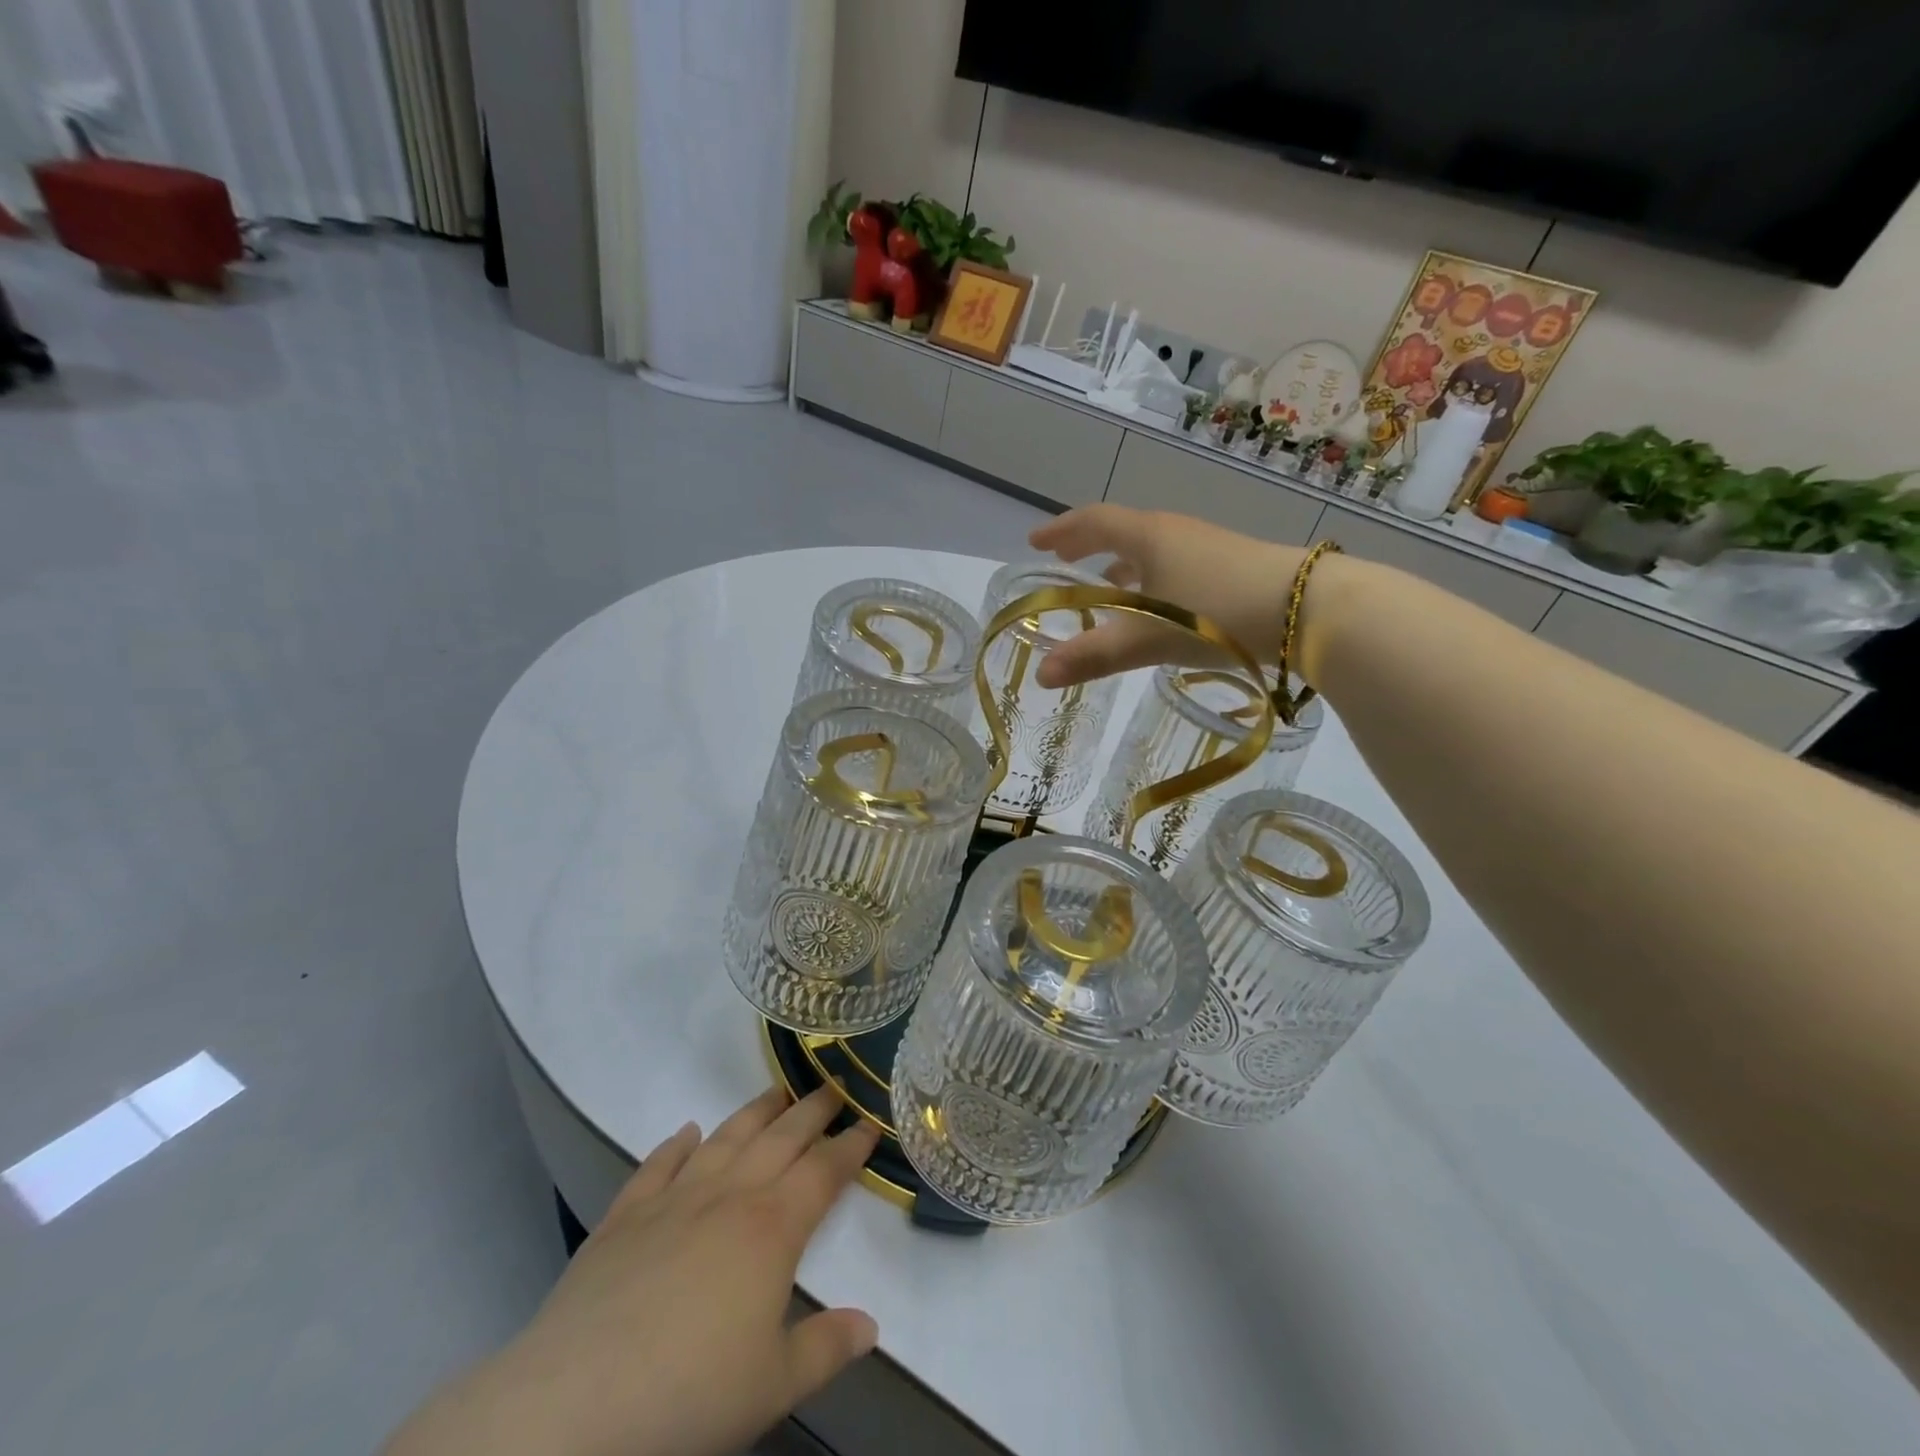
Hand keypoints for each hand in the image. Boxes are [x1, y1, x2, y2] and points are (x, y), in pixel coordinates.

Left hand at [385, 1087, 882, 1455]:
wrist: (573, 1408)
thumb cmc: (688, 1397)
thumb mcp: (773, 1386)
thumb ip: (826, 1349)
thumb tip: (871, 1325)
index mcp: (772, 1228)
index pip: (824, 1171)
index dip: (851, 1145)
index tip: (870, 1122)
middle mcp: (729, 1196)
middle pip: (781, 1138)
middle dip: (812, 1110)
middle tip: (834, 1085)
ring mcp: (673, 1200)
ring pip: (725, 1138)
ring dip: (754, 1111)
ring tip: (776, 1089)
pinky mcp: (624, 1217)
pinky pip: (657, 1166)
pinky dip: (675, 1144)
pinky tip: (686, 1130)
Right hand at [1027, 505, 1308, 687]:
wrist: (1310, 607)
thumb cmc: (1218, 613)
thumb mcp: (1149, 637)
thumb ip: (1095, 655)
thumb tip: (1041, 675)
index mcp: (1149, 537)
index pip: (1093, 522)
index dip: (1061, 531)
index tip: (1035, 542)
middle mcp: (1176, 533)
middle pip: (1122, 530)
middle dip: (1088, 544)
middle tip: (1064, 559)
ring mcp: (1207, 548)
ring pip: (1152, 550)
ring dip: (1122, 563)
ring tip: (1107, 584)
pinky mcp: (1232, 567)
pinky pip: (1176, 565)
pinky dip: (1152, 578)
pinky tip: (1160, 606)